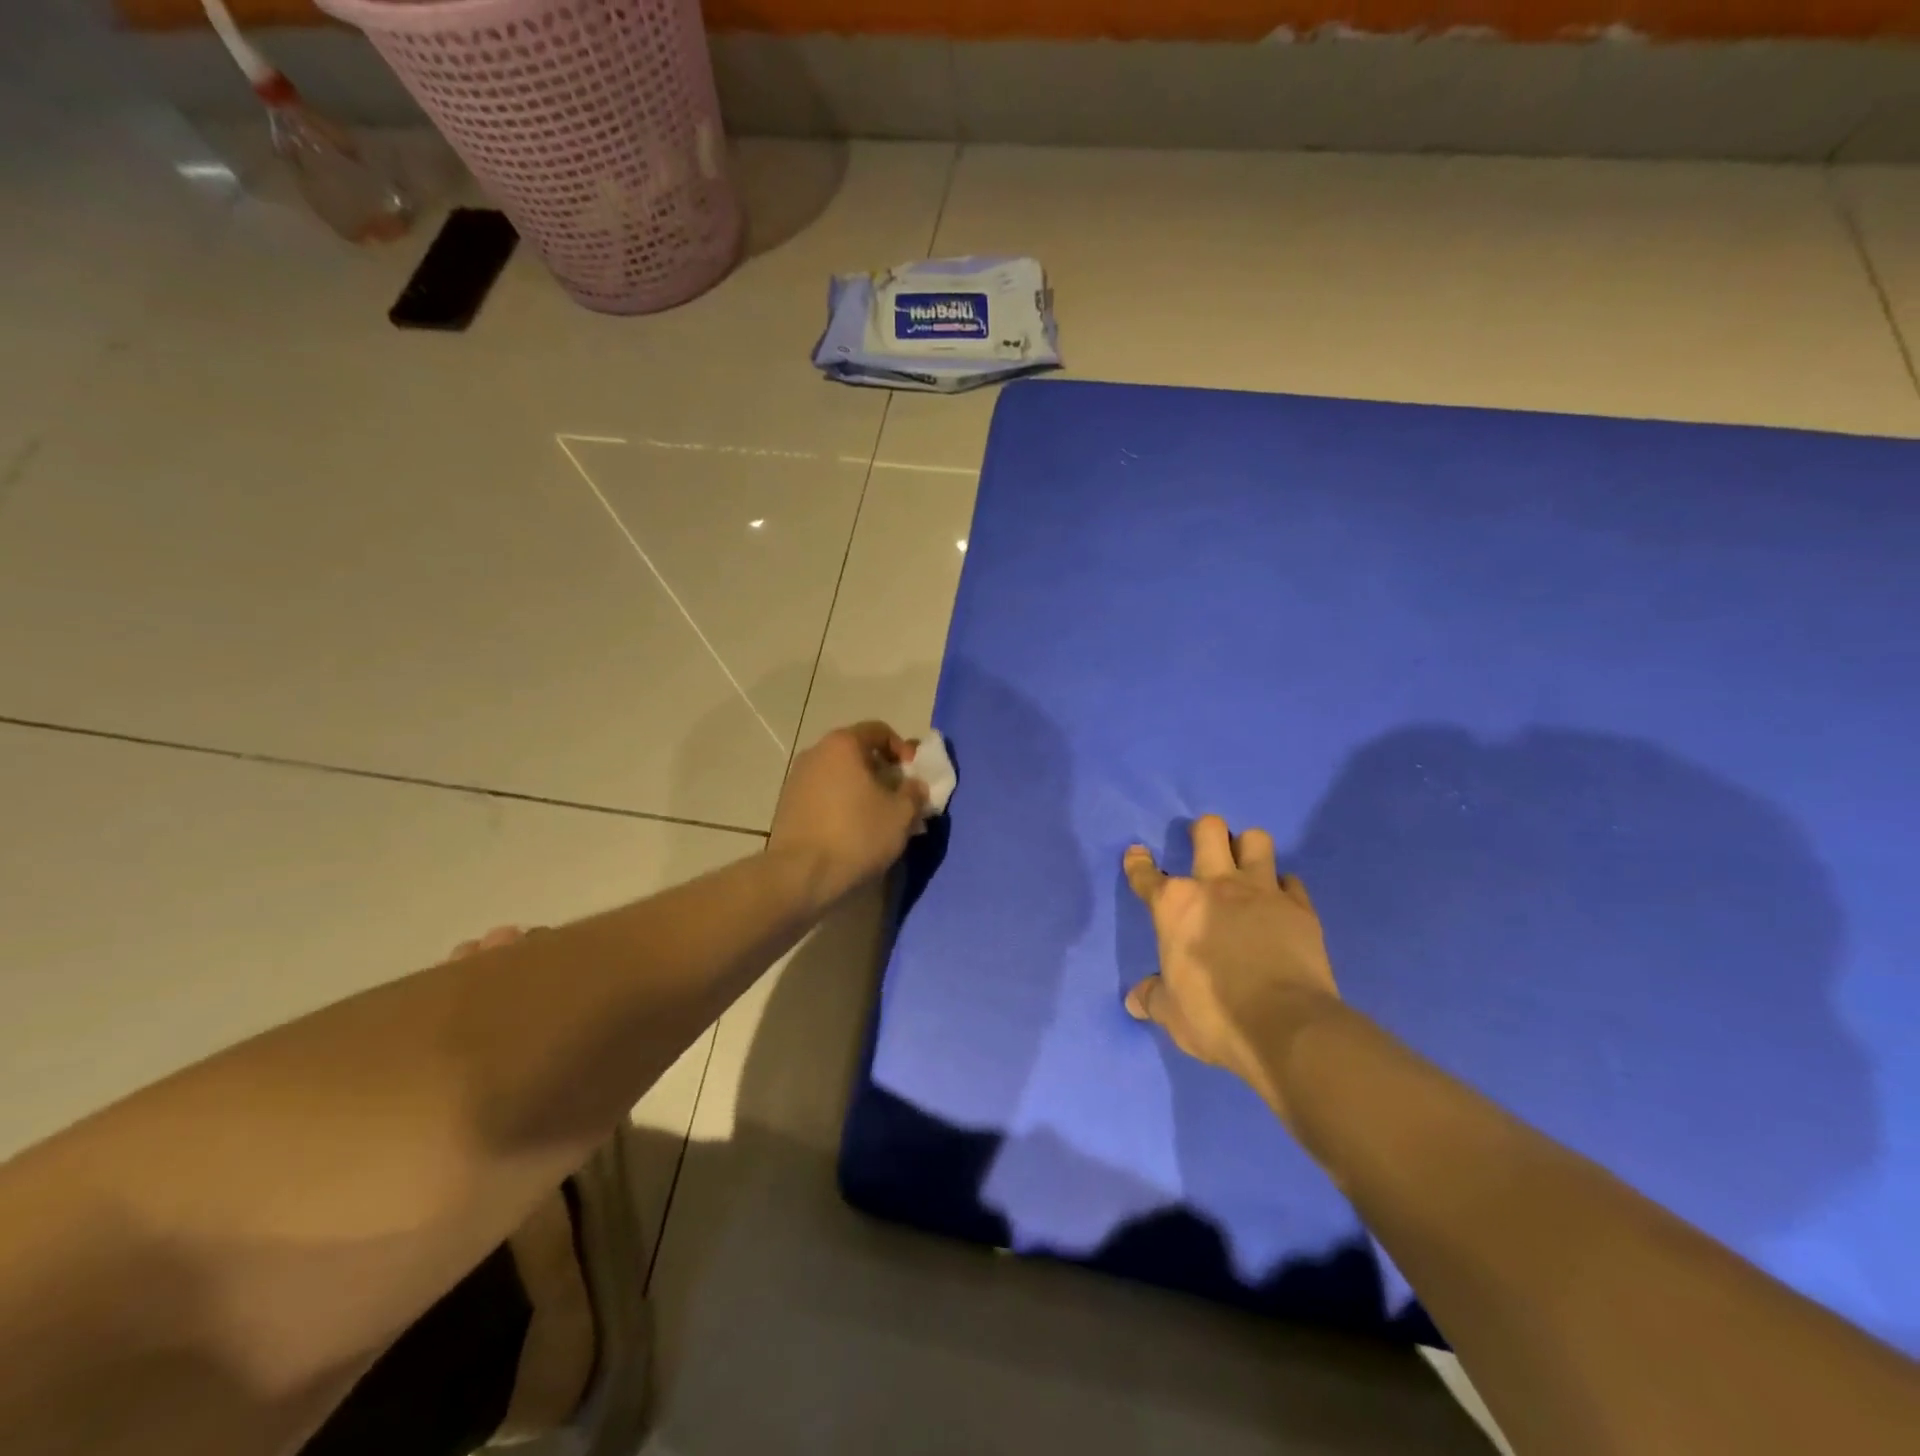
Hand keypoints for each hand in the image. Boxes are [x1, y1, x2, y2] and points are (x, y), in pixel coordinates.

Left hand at [768, 721, 929, 907]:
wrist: (800, 874)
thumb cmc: (857, 835)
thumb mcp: (901, 814)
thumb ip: (914, 792)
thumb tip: (914, 785)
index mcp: (843, 745)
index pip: (879, 731)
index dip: (903, 748)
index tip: (913, 774)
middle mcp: (816, 753)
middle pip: (857, 752)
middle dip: (882, 771)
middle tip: (899, 797)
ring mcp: (797, 778)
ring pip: (839, 775)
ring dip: (862, 789)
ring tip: (878, 817)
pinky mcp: (787, 805)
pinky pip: (824, 794)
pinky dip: (842, 804)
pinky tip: (852, 830)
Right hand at [1123, 816, 1340, 1126]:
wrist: (1285, 1026)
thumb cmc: (1215, 1016)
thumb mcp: (1172, 1014)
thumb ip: (1152, 998)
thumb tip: (1134, 1000)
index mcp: (1175, 906)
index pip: (1146, 875)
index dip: (1138, 863)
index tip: (1137, 855)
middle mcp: (1216, 886)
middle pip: (1209, 830)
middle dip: (1203, 831)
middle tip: (1204, 847)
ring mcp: (1262, 892)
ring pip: (1256, 840)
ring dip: (1248, 848)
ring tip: (1246, 867)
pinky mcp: (1300, 908)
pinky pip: (1292, 881)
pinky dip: (1284, 888)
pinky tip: (1280, 903)